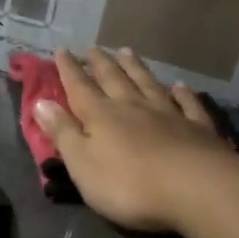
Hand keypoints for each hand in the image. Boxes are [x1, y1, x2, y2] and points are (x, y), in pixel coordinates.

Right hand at [34, 48, 238, 231]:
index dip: (68, 69)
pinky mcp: (198, 128)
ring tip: (127, 51)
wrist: (197, 189)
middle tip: (94, 47)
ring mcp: (169, 115)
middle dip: (101, 63)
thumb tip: (40, 102)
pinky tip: (179, 85)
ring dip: (136, 67)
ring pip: (148, 83)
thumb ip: (63, 132)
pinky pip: (188, 104)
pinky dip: (182, 93)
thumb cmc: (129, 184)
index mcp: (102, 116)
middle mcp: (133, 106)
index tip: (62, 50)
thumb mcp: (83, 164)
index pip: (79, 87)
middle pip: (114, 79)